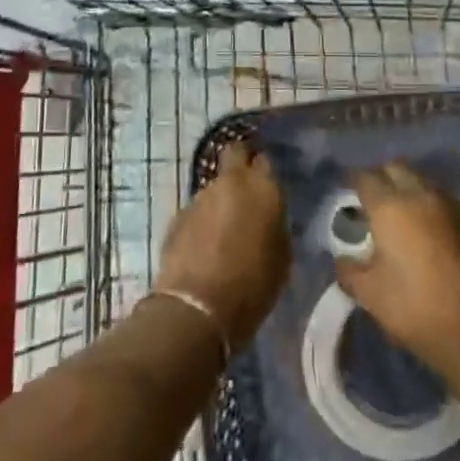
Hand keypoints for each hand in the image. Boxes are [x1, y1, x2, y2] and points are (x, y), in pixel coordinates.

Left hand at [154, 141, 289, 350]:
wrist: (198, 307)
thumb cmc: (253, 285)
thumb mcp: (282, 256)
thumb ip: (275, 225)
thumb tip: (267, 218)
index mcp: (262, 187)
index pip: (265, 160)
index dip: (265, 171)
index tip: (268, 185)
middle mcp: (231, 182)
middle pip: (234, 153)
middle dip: (240, 162)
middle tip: (247, 188)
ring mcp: (200, 196)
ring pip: (215, 185)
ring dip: (221, 198)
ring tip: (225, 227)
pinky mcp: (178, 215)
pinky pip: (197, 209)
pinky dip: (203, 219)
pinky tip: (205, 243)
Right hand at [335, 163, 459, 381]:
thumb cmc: (417, 310)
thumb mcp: (371, 296)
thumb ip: (350, 271)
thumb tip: (343, 259)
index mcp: (390, 208)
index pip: (365, 178)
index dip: (352, 182)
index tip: (346, 194)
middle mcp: (420, 196)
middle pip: (396, 168)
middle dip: (380, 177)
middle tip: (370, 200)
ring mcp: (449, 206)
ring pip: (421, 180)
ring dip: (406, 187)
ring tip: (396, 213)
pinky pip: (440, 198)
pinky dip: (426, 202)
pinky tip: (422, 228)